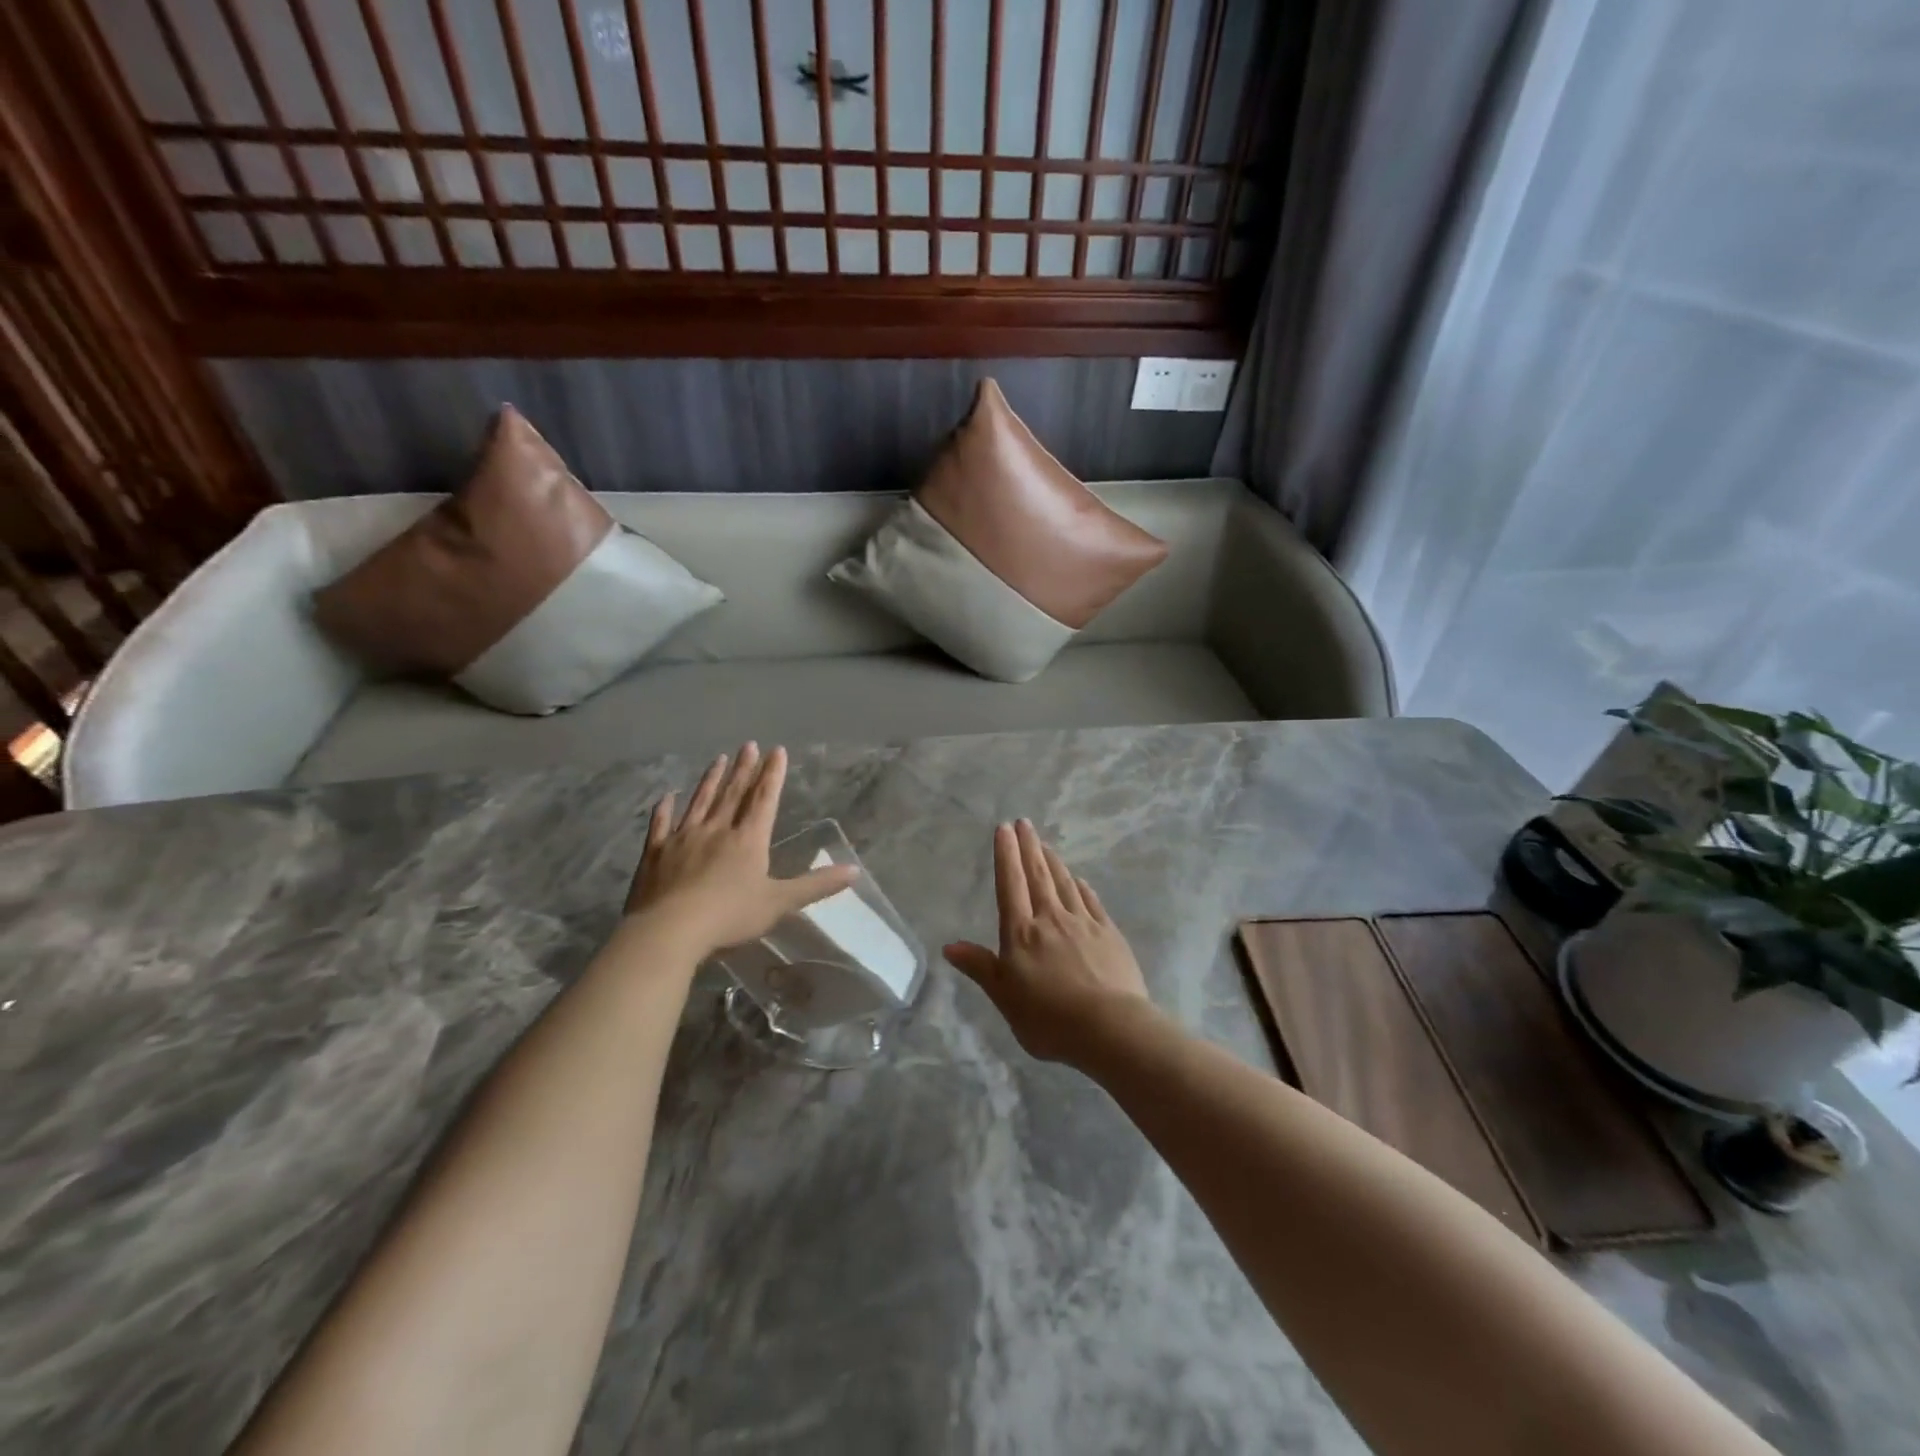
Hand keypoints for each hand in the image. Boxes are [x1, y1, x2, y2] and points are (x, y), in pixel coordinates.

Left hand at [625, 744, 857, 956]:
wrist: (670, 930)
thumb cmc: (730, 916)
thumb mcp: (780, 902)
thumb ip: (816, 885)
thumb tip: (855, 871)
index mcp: (748, 839)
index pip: (764, 799)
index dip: (773, 775)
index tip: (777, 750)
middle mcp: (717, 830)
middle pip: (733, 794)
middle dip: (744, 769)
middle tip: (749, 745)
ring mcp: (683, 838)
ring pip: (700, 802)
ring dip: (711, 780)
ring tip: (718, 759)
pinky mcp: (655, 854)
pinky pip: (660, 825)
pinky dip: (664, 809)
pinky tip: (666, 796)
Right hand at [944, 819, 1153, 1066]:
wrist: (1110, 1028)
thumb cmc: (1049, 1019)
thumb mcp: (1005, 998)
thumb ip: (980, 967)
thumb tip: (949, 945)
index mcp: (1021, 933)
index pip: (1010, 885)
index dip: (1006, 855)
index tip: (1004, 829)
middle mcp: (1051, 919)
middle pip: (1038, 875)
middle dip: (1029, 847)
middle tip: (1024, 823)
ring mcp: (1083, 923)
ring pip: (1064, 884)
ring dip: (1053, 861)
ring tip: (1045, 844)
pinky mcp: (1109, 934)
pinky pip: (1091, 902)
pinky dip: (1081, 887)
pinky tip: (1079, 880)